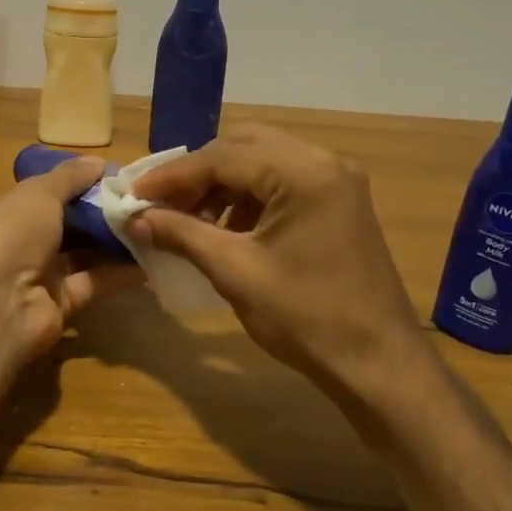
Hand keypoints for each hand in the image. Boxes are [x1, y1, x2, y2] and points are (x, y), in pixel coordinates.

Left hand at [0, 156, 140, 364]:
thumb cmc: (10, 234)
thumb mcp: (39, 193)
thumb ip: (70, 177)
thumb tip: (98, 163)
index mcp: (6, 211)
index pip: (44, 193)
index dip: (76, 184)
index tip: (114, 178)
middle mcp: (19, 243)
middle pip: (67, 224)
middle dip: (100, 213)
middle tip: (141, 202)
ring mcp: (38, 276)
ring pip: (82, 254)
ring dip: (114, 241)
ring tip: (153, 225)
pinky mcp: (59, 305)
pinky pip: (94, 283)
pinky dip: (119, 273)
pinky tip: (150, 260)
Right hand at [126, 126, 425, 393]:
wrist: (377, 363)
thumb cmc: (305, 318)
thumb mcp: (234, 272)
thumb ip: (181, 234)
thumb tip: (135, 218)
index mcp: (302, 172)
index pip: (221, 157)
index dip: (172, 176)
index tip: (134, 195)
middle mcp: (323, 162)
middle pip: (243, 147)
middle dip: (197, 174)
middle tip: (161, 204)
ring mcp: (336, 181)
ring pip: (262, 162)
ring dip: (221, 186)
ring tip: (189, 222)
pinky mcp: (339, 202)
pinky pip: (282, 183)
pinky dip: (248, 198)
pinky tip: (226, 230)